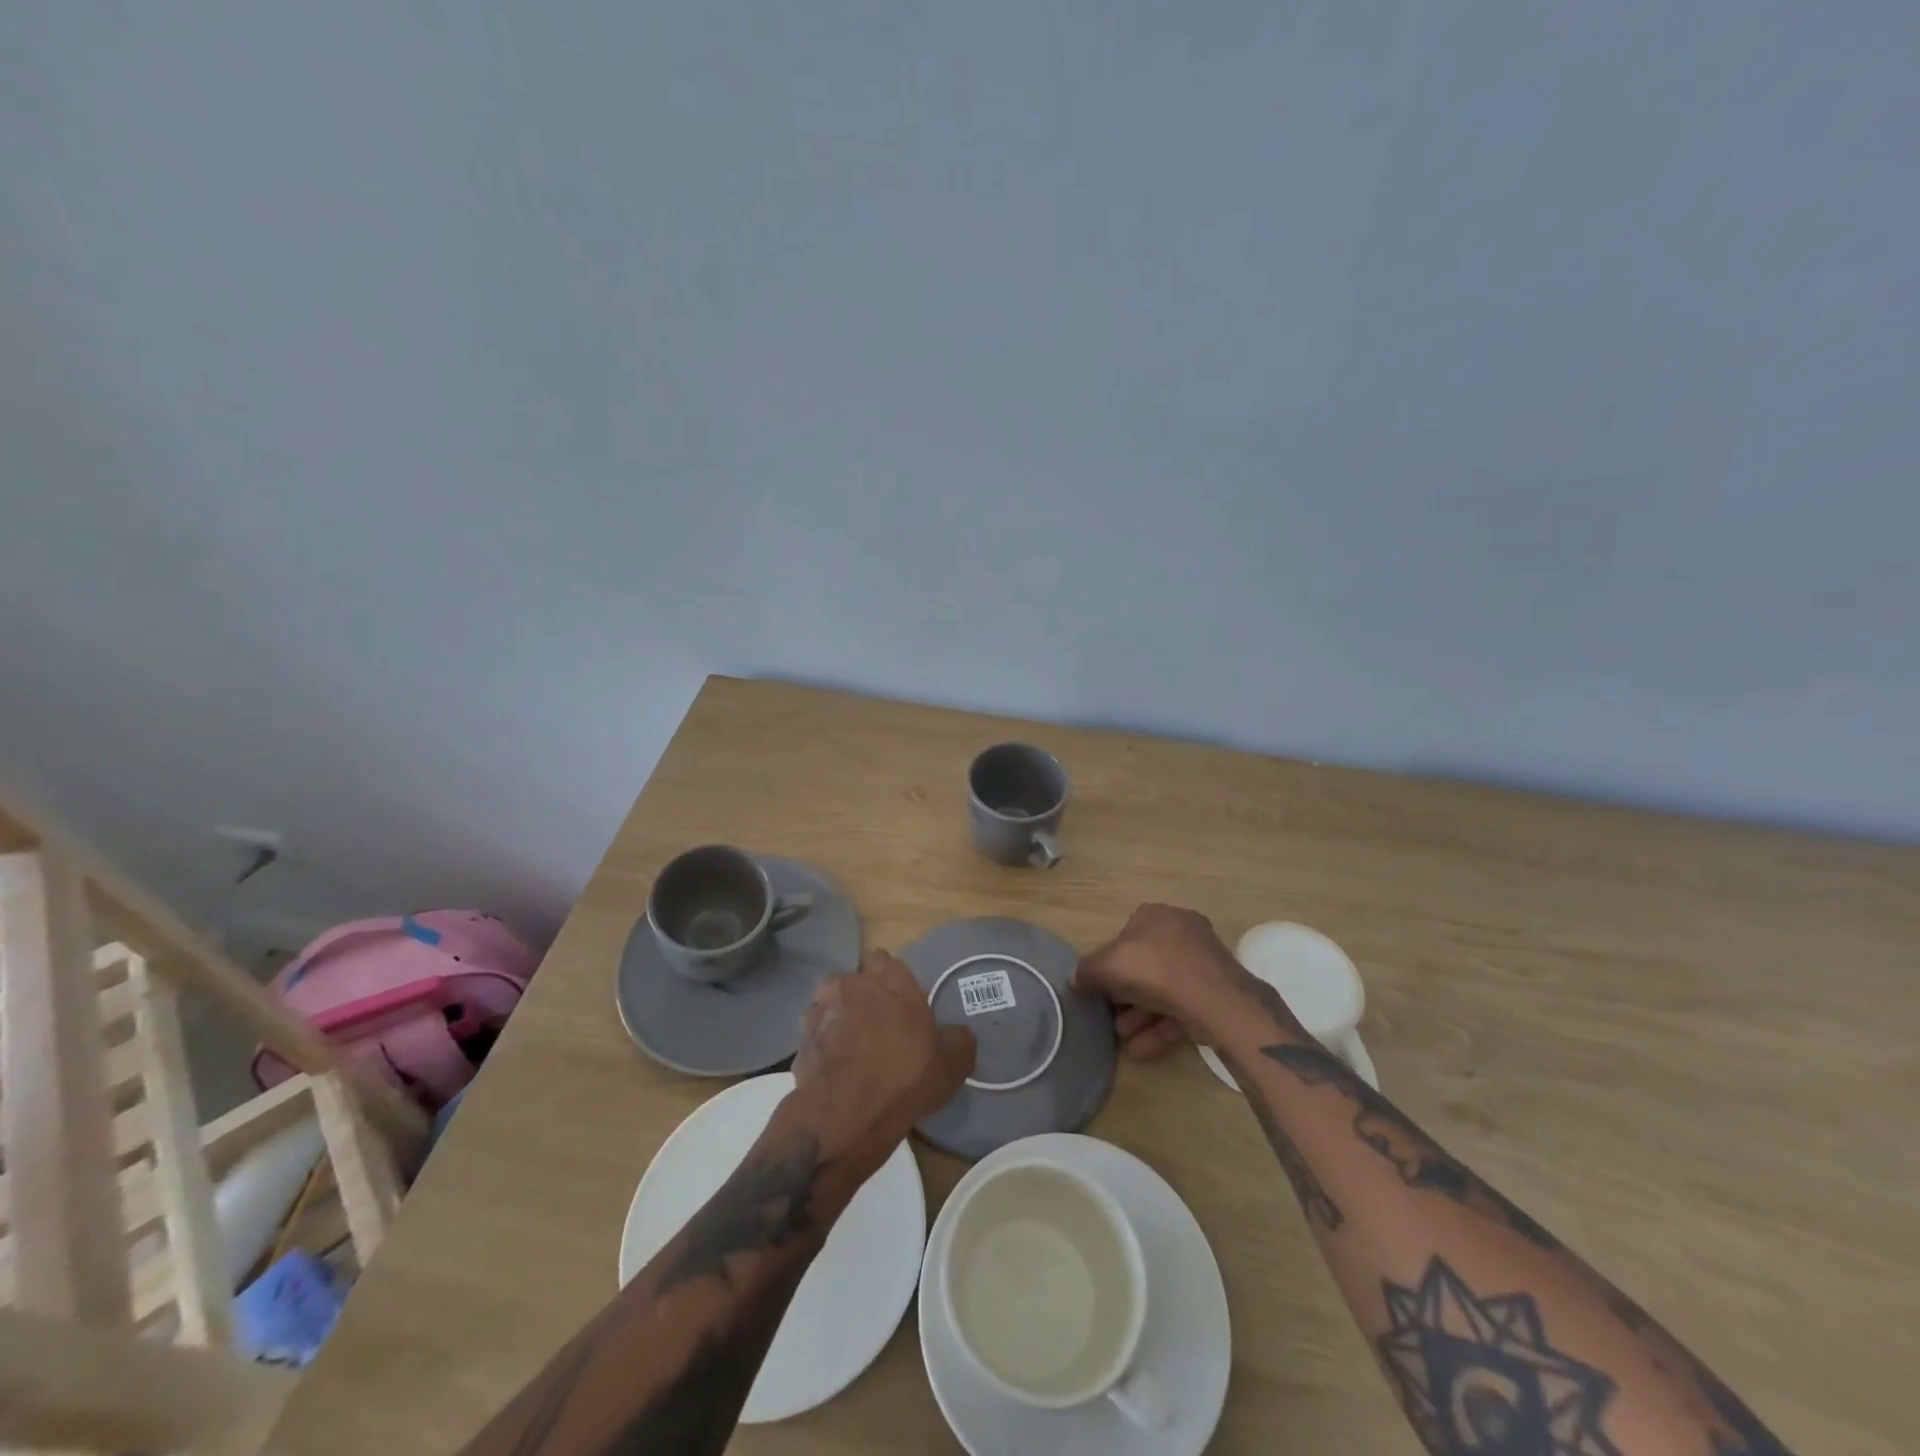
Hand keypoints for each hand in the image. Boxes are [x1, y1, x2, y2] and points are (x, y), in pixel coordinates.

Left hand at [783, 949, 975, 1177]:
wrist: (845, 1117)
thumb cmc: (905, 1078)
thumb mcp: (952, 1063)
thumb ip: (957, 1039)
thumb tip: (958, 1034)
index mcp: (890, 980)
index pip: (884, 960)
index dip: (889, 980)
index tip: (897, 1002)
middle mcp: (852, 985)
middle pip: (854, 982)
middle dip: (861, 998)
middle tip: (876, 1027)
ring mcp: (820, 1012)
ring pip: (829, 1007)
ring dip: (837, 1020)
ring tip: (851, 1051)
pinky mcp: (800, 1042)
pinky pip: (815, 1038)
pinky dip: (823, 1049)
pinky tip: (835, 1072)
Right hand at [1074, 904, 1305, 1058]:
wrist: (1215, 1000)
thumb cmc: (1155, 969)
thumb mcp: (1108, 965)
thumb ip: (1087, 971)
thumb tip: (1075, 979)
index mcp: (1158, 916)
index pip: (1126, 935)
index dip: (1110, 962)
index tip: (1100, 987)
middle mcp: (1182, 934)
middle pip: (1145, 966)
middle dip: (1125, 995)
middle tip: (1110, 1018)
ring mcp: (1202, 965)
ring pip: (1163, 991)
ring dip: (1139, 1016)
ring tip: (1121, 1039)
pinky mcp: (1215, 995)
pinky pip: (1180, 1009)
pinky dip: (1159, 1029)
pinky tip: (1139, 1052)